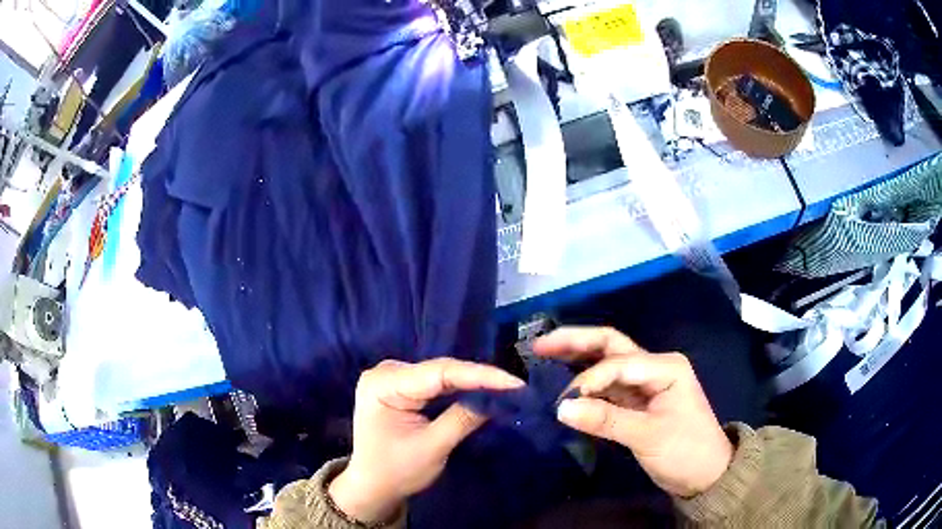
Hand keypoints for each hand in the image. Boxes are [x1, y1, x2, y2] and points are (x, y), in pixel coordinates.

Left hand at [328, 358, 523, 522]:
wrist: (371, 486)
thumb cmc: (396, 472)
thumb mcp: (432, 447)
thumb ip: (463, 418)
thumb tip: (498, 397)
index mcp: (383, 384)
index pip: (439, 373)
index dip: (480, 376)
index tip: (515, 383)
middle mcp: (385, 372)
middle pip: (440, 370)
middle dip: (478, 378)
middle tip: (515, 386)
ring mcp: (391, 377)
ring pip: (440, 374)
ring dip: (471, 381)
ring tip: (505, 386)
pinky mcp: (400, 386)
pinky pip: (434, 382)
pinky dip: (458, 387)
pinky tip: (480, 389)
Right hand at [534, 327, 733, 497]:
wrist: (705, 474)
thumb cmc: (686, 451)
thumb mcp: (649, 436)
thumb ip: (606, 420)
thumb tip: (560, 408)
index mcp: (665, 366)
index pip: (618, 363)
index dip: (587, 379)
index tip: (562, 403)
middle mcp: (654, 366)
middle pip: (611, 346)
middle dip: (576, 342)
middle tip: (540, 345)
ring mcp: (644, 383)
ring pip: (606, 364)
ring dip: (577, 360)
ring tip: (543, 356)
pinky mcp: (635, 401)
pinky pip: (606, 387)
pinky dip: (585, 386)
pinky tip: (563, 387)